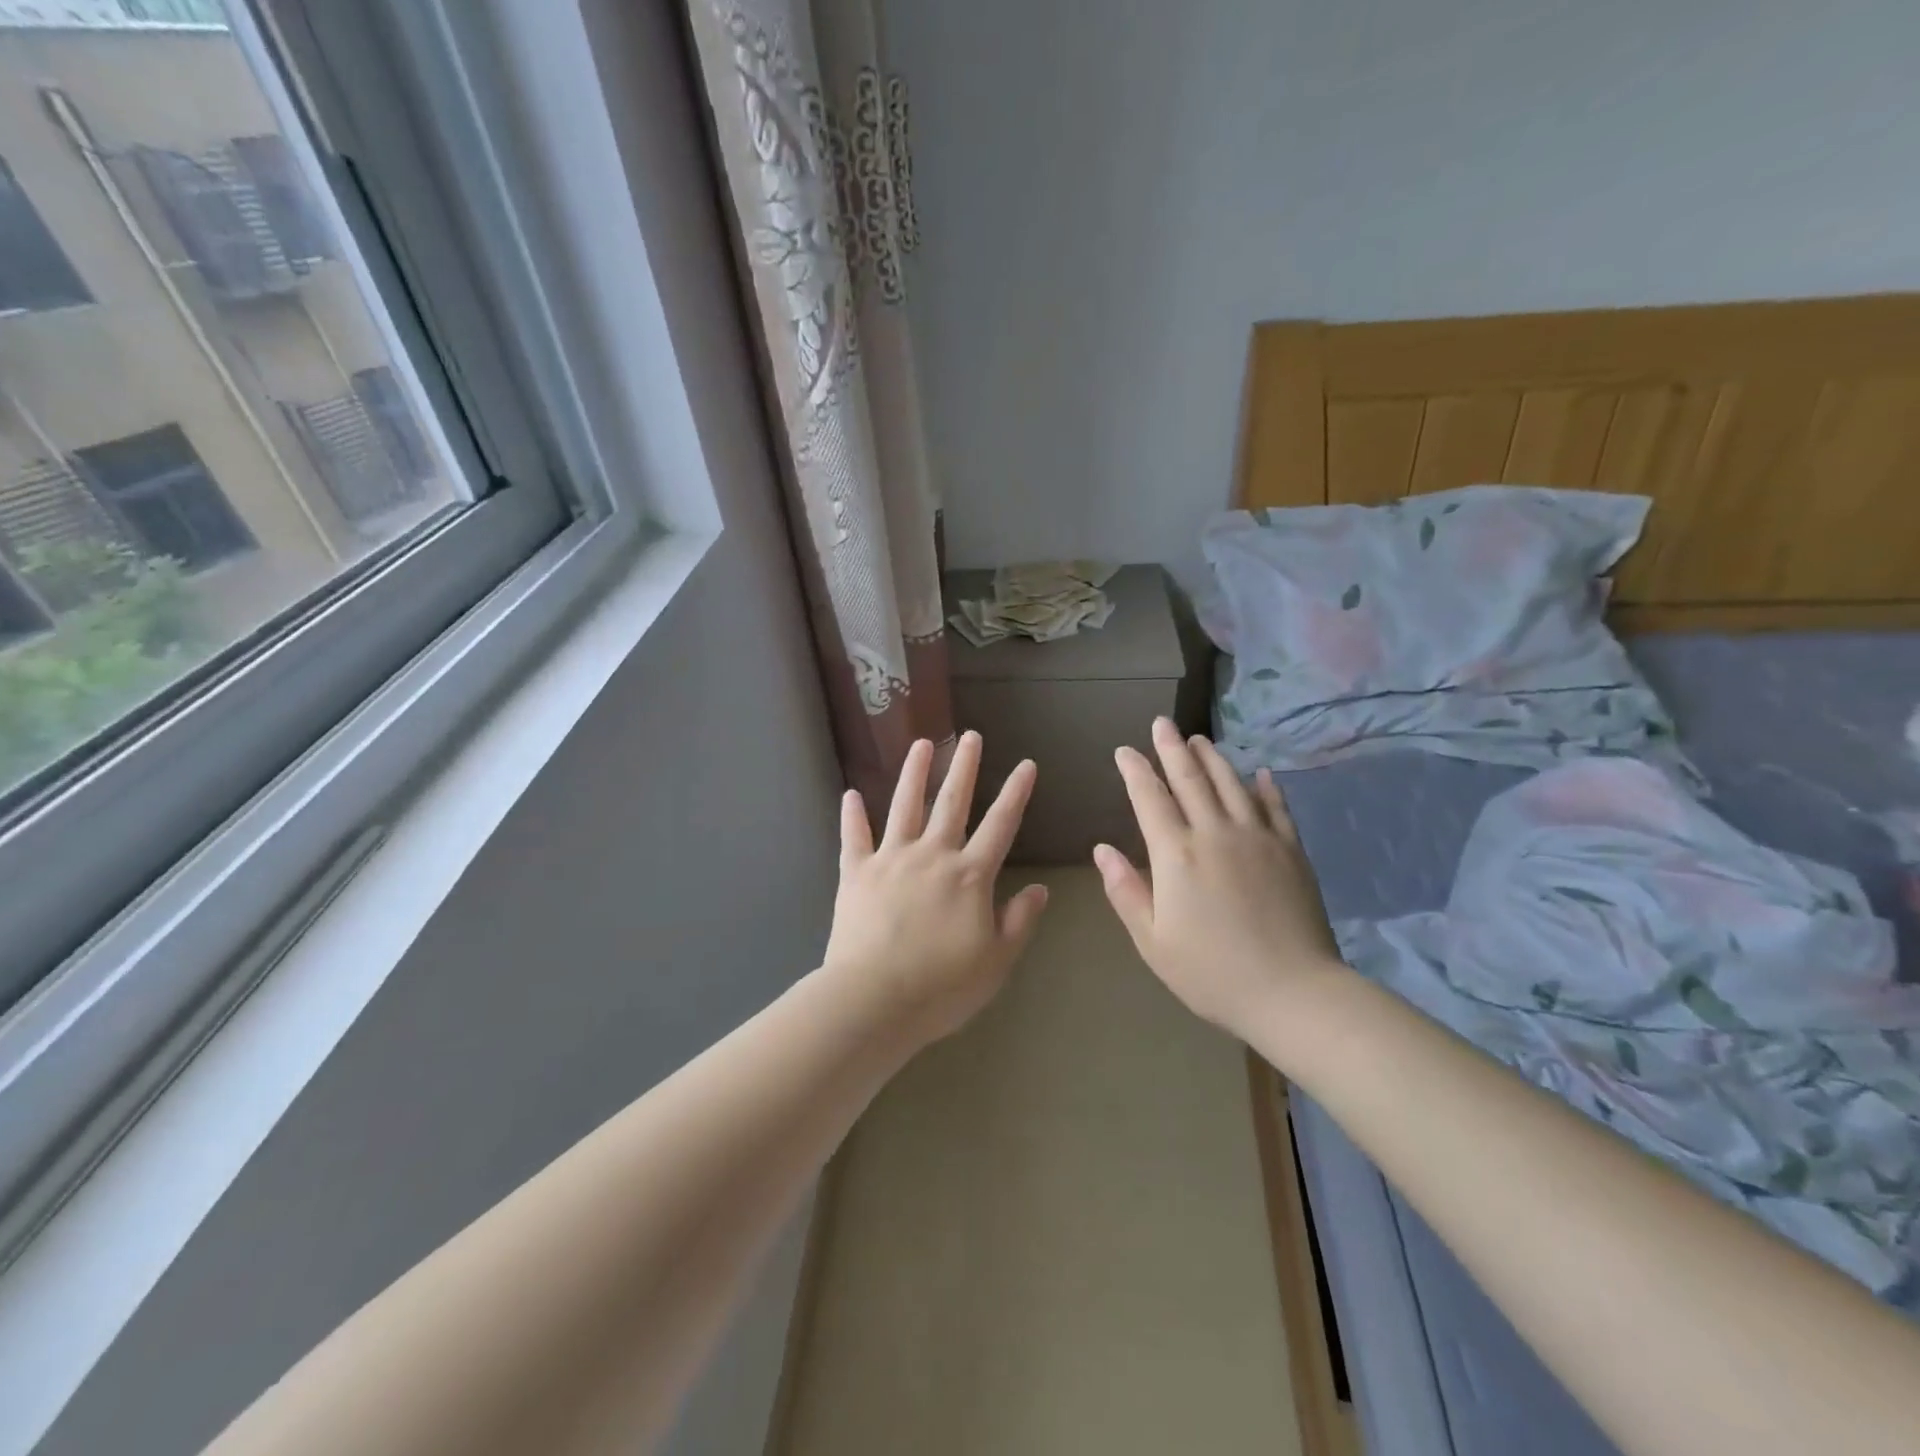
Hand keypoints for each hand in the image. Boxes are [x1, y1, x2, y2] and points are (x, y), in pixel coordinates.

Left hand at [822, 731, 1049, 1044]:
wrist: (873, 1000)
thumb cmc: (942, 987)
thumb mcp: (996, 961)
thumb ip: (1019, 921)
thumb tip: (1039, 889)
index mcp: (969, 875)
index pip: (1000, 824)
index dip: (1016, 792)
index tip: (1026, 763)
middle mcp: (932, 855)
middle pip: (951, 802)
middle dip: (964, 766)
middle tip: (970, 736)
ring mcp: (890, 860)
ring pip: (904, 806)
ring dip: (914, 773)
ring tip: (921, 743)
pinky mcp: (855, 873)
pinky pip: (853, 837)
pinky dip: (852, 815)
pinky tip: (850, 794)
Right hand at [1095, 719, 1345, 1039]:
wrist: (1294, 993)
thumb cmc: (1212, 973)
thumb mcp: (1153, 942)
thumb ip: (1125, 891)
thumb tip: (1102, 849)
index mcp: (1176, 855)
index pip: (1149, 799)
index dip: (1135, 771)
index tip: (1124, 750)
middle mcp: (1215, 833)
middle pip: (1190, 779)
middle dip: (1171, 748)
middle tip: (1161, 723)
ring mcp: (1258, 838)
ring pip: (1231, 784)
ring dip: (1212, 758)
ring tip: (1199, 738)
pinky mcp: (1291, 850)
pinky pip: (1275, 807)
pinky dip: (1265, 786)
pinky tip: (1259, 773)